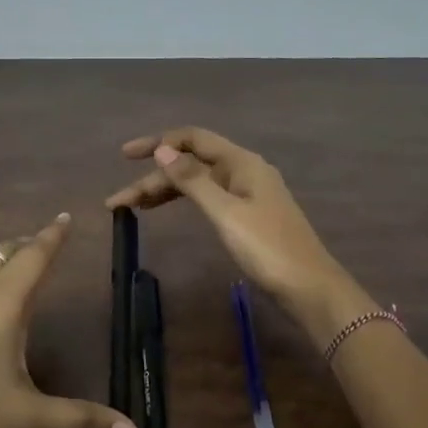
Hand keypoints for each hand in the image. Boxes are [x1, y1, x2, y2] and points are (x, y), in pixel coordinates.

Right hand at [104, 127, 372, 344]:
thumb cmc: (267, 248)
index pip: (193, 139)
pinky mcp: (249, 216)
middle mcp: (244, 171)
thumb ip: (193, 180)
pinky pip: (209, 198)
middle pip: (191, 164)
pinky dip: (185, 202)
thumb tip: (163, 150)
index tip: (125, 156)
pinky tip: (170, 211)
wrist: (309, 288)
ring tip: (133, 208)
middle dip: (154, 179)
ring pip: (199, 184)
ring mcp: (248, 194)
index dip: (158, 142)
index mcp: (242, 163)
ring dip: (165, 192)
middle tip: (118, 202)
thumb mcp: (225, 213)